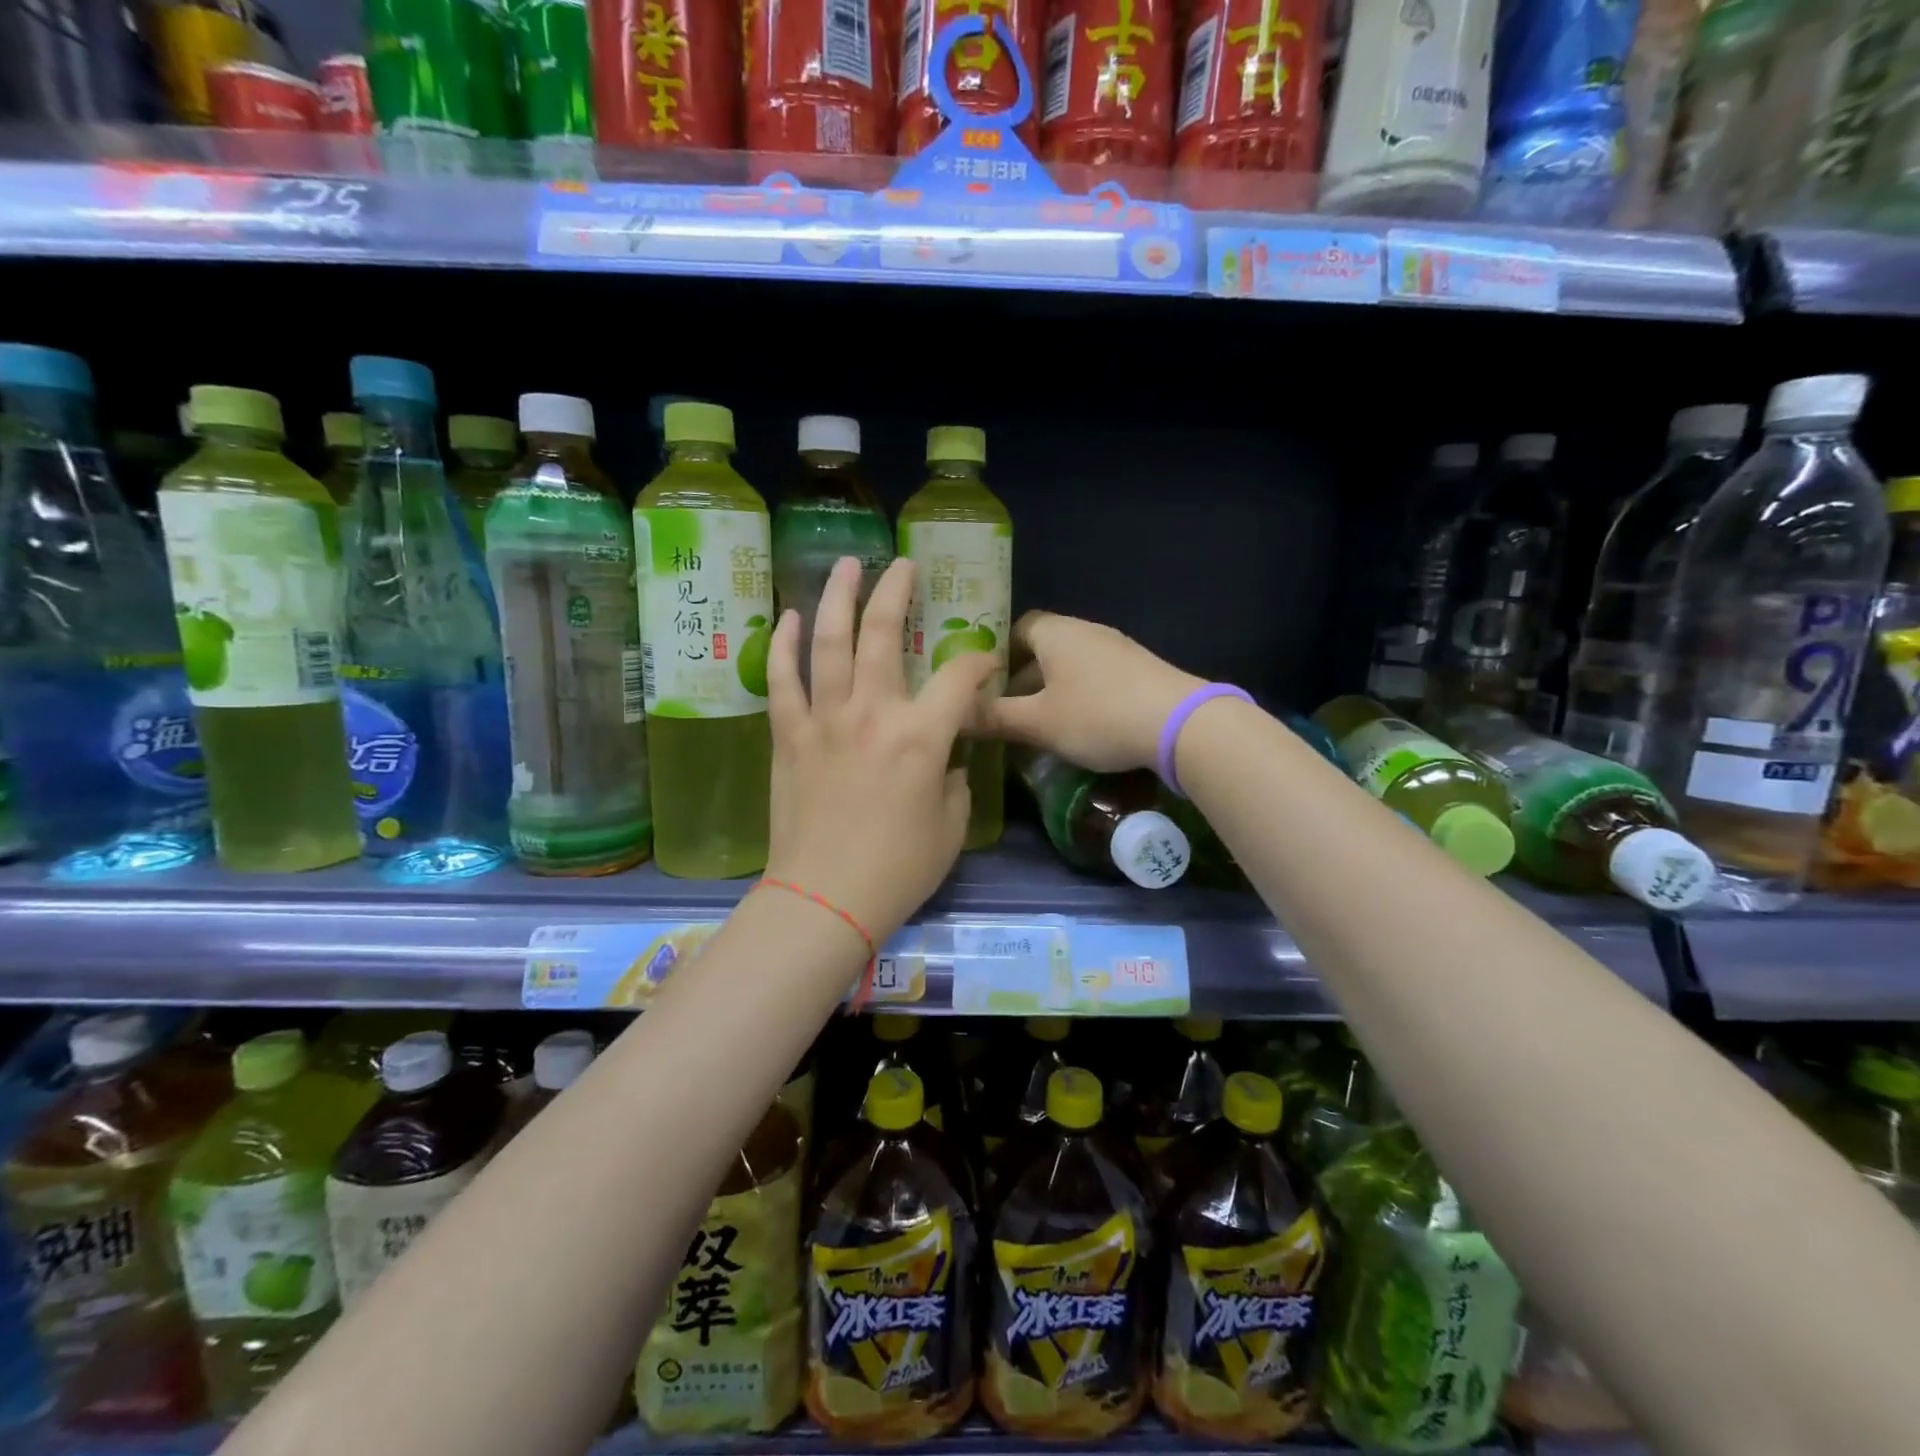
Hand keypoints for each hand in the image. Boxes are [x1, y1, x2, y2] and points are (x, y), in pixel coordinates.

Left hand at [765, 556, 996, 945]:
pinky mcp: (789, 737)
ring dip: (837, 598)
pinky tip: (790, 617)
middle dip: (896, 592)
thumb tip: (945, 762)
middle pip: (882, 635)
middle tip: (902, 564)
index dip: (979, 662)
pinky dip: (786, 646)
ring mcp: (824, 720)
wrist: (824, 900)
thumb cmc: (898, 870)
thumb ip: (953, 782)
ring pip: (828, 643)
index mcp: (922, 737)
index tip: (985, 664)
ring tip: (845, 565)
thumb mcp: (949, 828)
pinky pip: (783, 681)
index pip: (960, 677)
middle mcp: (872, 714)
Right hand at [982, 611, 1203, 772]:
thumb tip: (954, 714)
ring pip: (1070, 665)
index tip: (982, 685)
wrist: (1181, 724)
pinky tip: (1079, 726)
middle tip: (1003, 711)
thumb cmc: (1098, 715)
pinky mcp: (1139, 670)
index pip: (1015, 627)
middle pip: (1043, 648)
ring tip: (1037, 724)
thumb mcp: (1039, 722)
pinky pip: (1096, 677)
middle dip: (1021, 678)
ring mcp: (1117, 649)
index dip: (995, 654)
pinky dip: (1079, 696)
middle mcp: (1086, 631)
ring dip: (1051, 690)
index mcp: (1056, 632)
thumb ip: (994, 717)